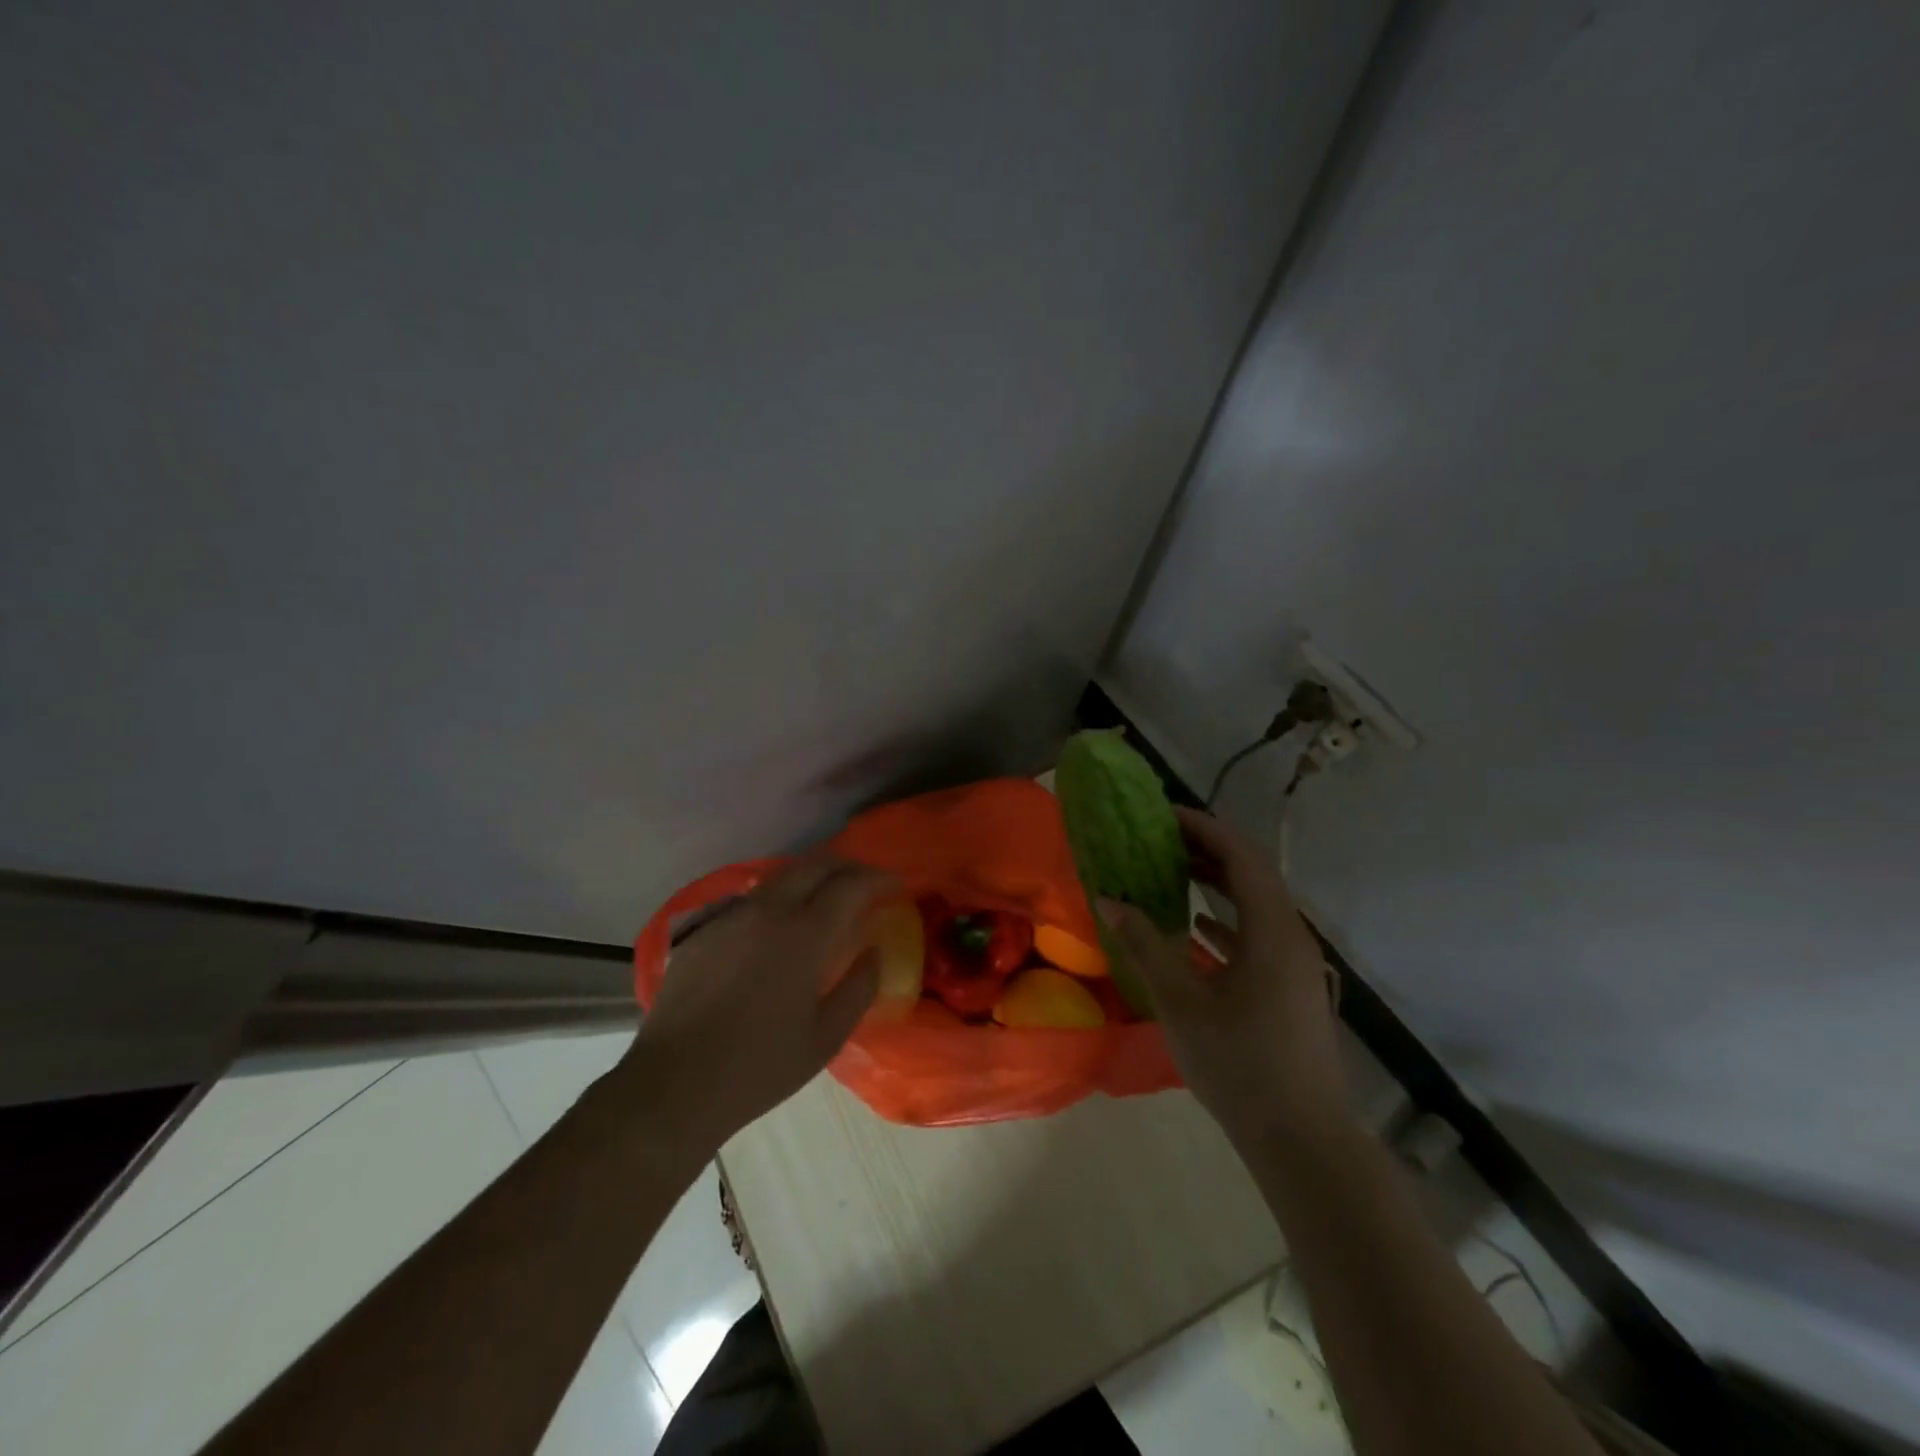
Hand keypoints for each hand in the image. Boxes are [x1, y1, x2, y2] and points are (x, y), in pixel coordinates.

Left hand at [615, 852, 896, 1150]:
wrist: (673, 1084)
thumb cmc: (759, 1067)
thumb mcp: (826, 1037)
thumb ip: (859, 988)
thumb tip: (874, 952)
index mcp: (804, 935)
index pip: (850, 885)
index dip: (878, 879)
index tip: (895, 885)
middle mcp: (768, 911)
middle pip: (815, 865)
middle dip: (848, 866)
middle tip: (866, 882)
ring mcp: (731, 916)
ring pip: (781, 876)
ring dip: (812, 878)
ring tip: (827, 898)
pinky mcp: (704, 930)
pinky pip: (752, 900)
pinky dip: (779, 899)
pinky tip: (779, 927)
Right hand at [1099, 806, 1347, 1146]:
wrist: (1302, 1139)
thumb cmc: (1239, 1064)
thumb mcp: (1181, 1002)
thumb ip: (1144, 944)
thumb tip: (1109, 898)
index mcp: (1272, 930)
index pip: (1240, 855)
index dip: (1202, 827)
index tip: (1162, 814)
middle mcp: (1291, 936)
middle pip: (1251, 873)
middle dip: (1206, 849)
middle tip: (1159, 838)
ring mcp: (1295, 963)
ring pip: (1255, 903)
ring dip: (1216, 882)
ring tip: (1170, 870)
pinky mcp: (1290, 987)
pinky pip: (1257, 933)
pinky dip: (1226, 918)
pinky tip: (1194, 926)